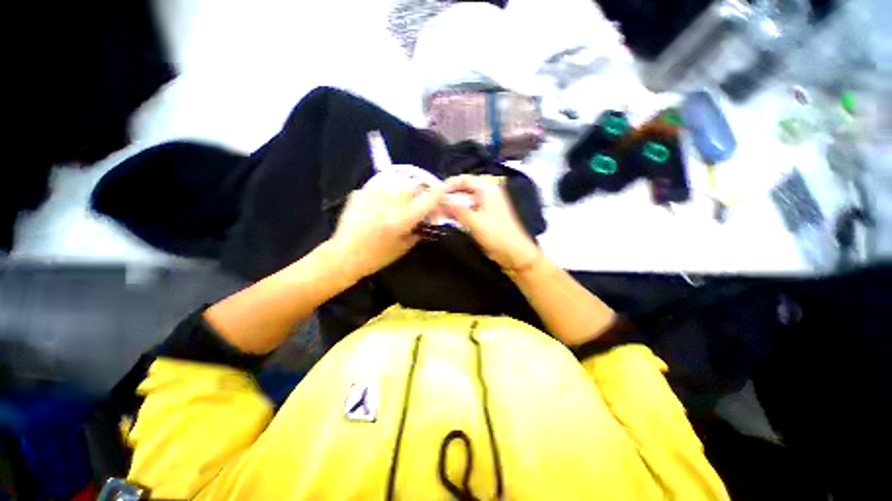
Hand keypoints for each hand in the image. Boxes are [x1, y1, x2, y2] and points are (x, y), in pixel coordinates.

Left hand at [329, 172, 444, 279]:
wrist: (344, 256)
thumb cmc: (376, 257)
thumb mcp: (403, 247)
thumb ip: (418, 231)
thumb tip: (426, 219)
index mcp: (400, 220)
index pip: (425, 201)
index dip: (437, 193)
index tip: (444, 188)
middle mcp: (387, 204)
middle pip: (411, 186)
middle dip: (418, 191)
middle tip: (417, 201)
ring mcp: (371, 196)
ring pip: (395, 181)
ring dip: (402, 188)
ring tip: (399, 199)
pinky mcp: (359, 193)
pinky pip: (379, 186)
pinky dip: (385, 192)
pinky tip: (381, 203)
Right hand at [442, 175, 539, 270]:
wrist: (513, 253)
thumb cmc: (497, 234)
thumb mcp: (475, 221)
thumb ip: (455, 209)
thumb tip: (438, 199)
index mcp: (487, 188)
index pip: (464, 179)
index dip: (448, 185)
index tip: (433, 193)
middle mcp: (486, 193)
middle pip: (462, 190)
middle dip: (448, 197)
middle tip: (432, 205)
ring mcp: (484, 205)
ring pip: (463, 201)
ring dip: (450, 206)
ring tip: (435, 212)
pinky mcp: (482, 217)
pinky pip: (466, 211)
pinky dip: (456, 214)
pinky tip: (445, 218)